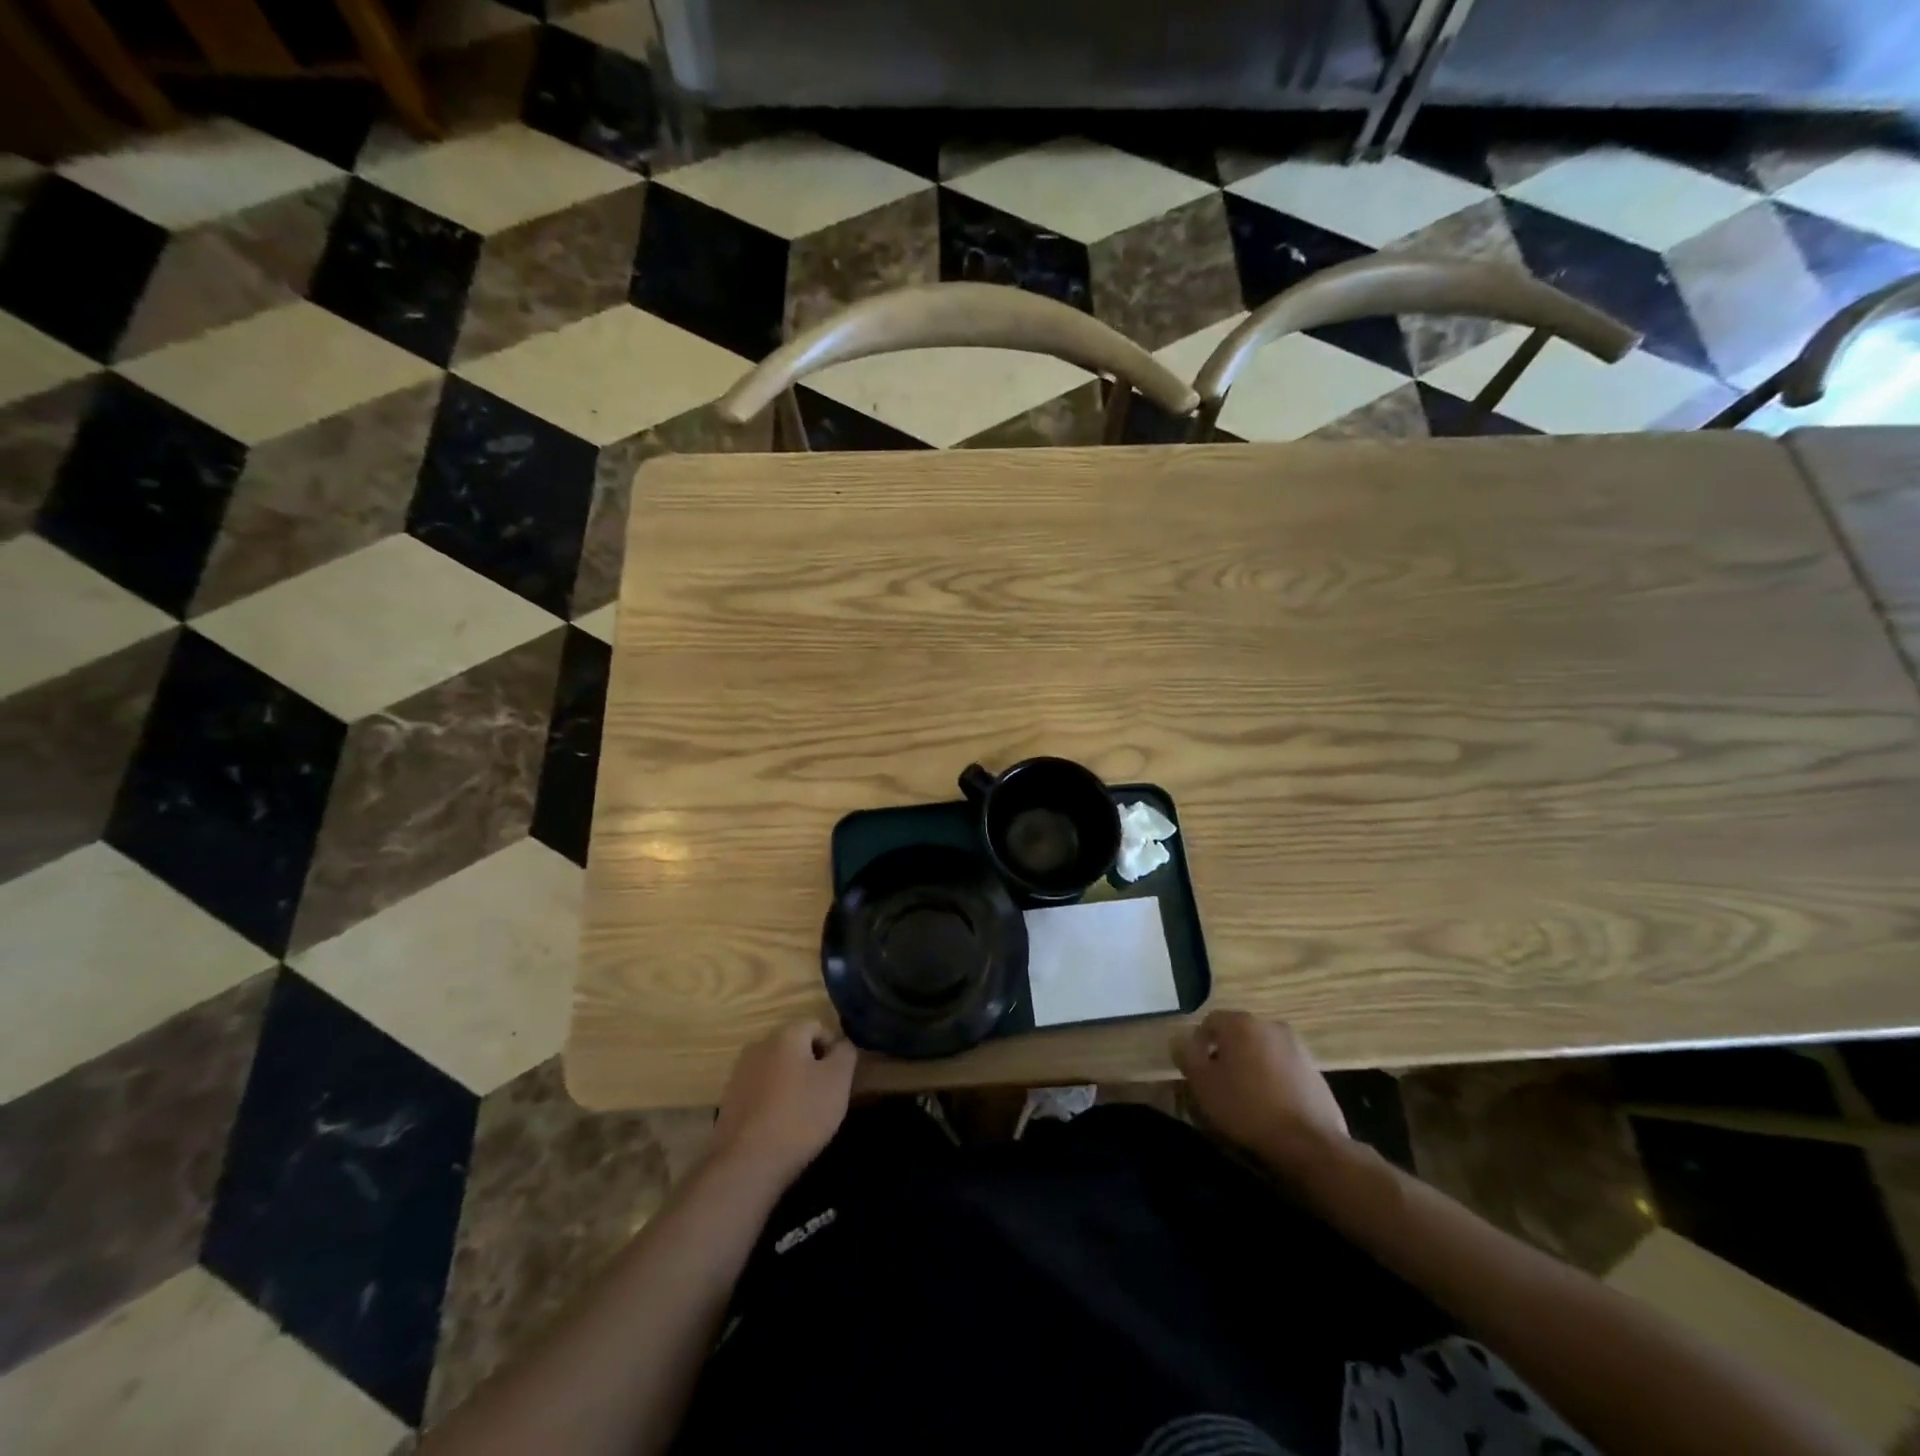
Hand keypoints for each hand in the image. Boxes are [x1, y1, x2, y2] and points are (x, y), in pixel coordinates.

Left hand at [710, 1021, 856, 1189]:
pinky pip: (760, 1091)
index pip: (817, 1026)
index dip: (833, 1048)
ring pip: (776, 1069)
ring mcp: (739, 1073)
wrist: (746, 1164)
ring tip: (802, 1115)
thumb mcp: (837, 1081)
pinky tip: (779, 1127)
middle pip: (795, 1047)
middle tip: (824, 1096)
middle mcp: (759, 1045)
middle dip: (812, 1066)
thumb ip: (845, 1053)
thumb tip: (842, 1043)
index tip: (840, 1078)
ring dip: (791, 1083)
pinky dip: (773, 1101)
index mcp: (785, 1035)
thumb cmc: (800, 1115)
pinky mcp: (728, 1101)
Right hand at [1172, 1011, 1349, 1174]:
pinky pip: (1283, 1068)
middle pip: (1237, 1034)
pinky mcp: (1315, 1071)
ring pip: (1261, 1050)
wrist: (1309, 1144)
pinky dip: (1272, 1080)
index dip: (1198, 1045)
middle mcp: (1270, 1025)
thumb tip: (1180, 1040)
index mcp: (1241, 1023)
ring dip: (1250, 1066)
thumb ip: (1186, 1056)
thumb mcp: (1203, 1084)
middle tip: (1218, 1084)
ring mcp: (1297, 1047)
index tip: (1196, 1072)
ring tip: (1244, 1097)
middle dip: (1225, 1054)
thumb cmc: (1247, 1109)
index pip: (1209, 1022)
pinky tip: (1270, 1106)